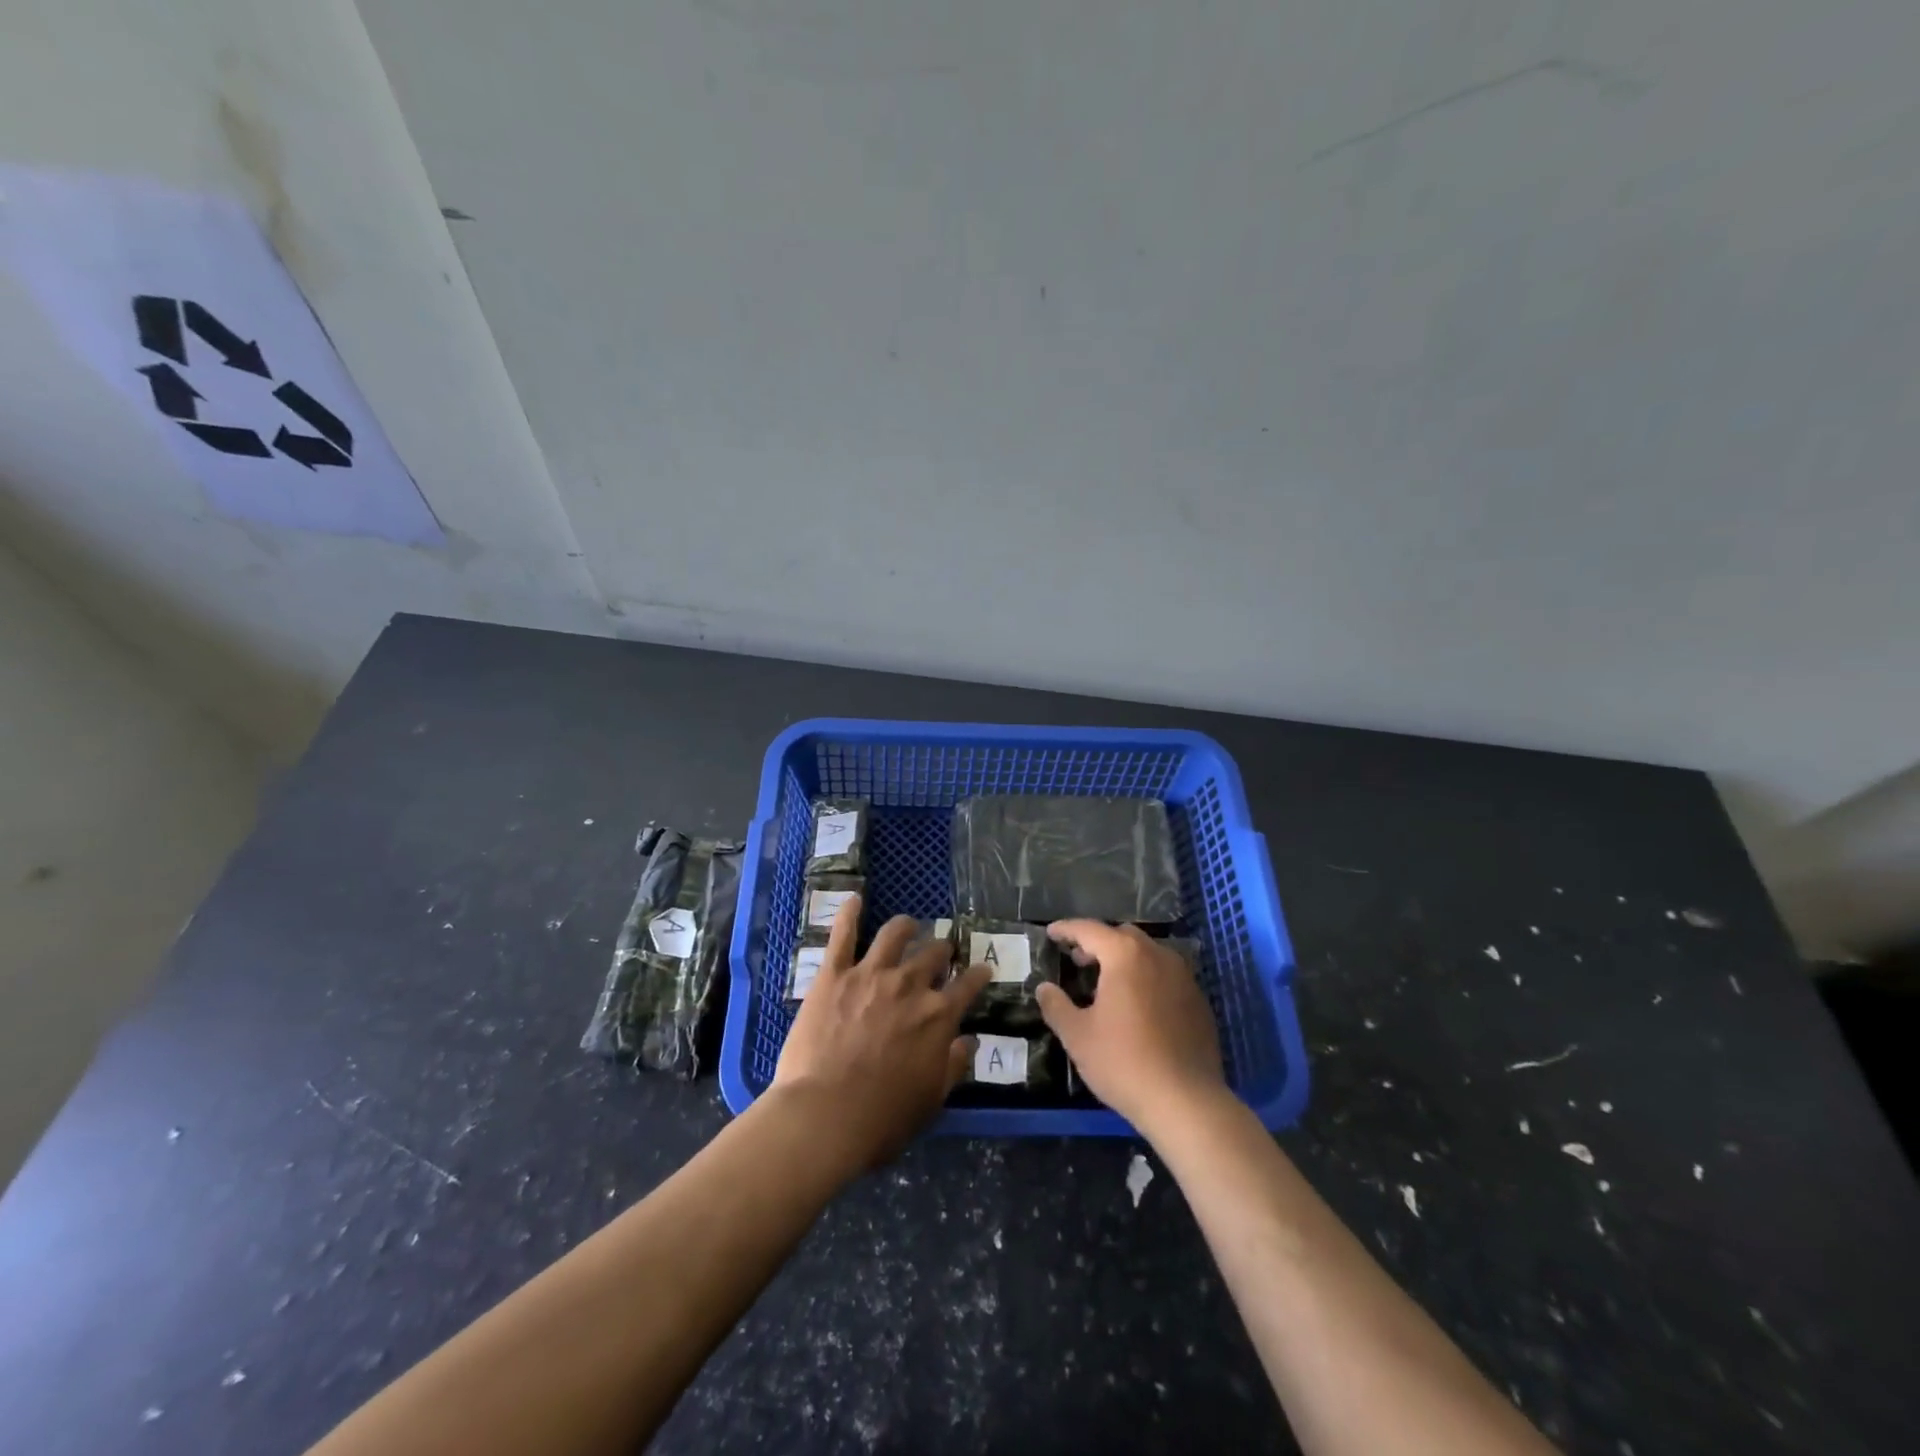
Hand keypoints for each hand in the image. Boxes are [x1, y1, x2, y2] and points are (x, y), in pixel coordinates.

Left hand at [772, 896, 990, 1169]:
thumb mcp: (930, 1100)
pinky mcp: (834, 975)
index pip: (968, 985)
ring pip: (895, 934)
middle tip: (942, 952)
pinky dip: (849, 914)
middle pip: (934, 954)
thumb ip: (953, 1066)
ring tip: (909, 925)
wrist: (824, 1116)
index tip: (982, 968)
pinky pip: (843, 935)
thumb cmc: (882, 1119)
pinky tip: (854, 899)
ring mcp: (871, 974)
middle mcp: (910, 985)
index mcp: (938, 1016)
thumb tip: (969, 1042)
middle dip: (943, 950)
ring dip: (906, 926)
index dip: (978, 975)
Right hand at [1036, 920, 1225, 1132]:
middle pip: (1122, 935)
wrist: (1186, 1102)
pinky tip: (1138, 1006)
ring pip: (1148, 954)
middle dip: (1098, 943)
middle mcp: (1158, 955)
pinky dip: (1147, 979)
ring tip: (1107, 984)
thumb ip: (1056, 1006)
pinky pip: (1166, 976)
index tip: (1051, 934)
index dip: (1066, 929)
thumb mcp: (1077, 1036)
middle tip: (1078, 961)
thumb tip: (1044, 988)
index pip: (1089, 929)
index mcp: (1125, 955)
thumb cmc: (1124, 1062)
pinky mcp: (1199, 1001)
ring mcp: (1184, 977)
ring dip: (1125, 960)